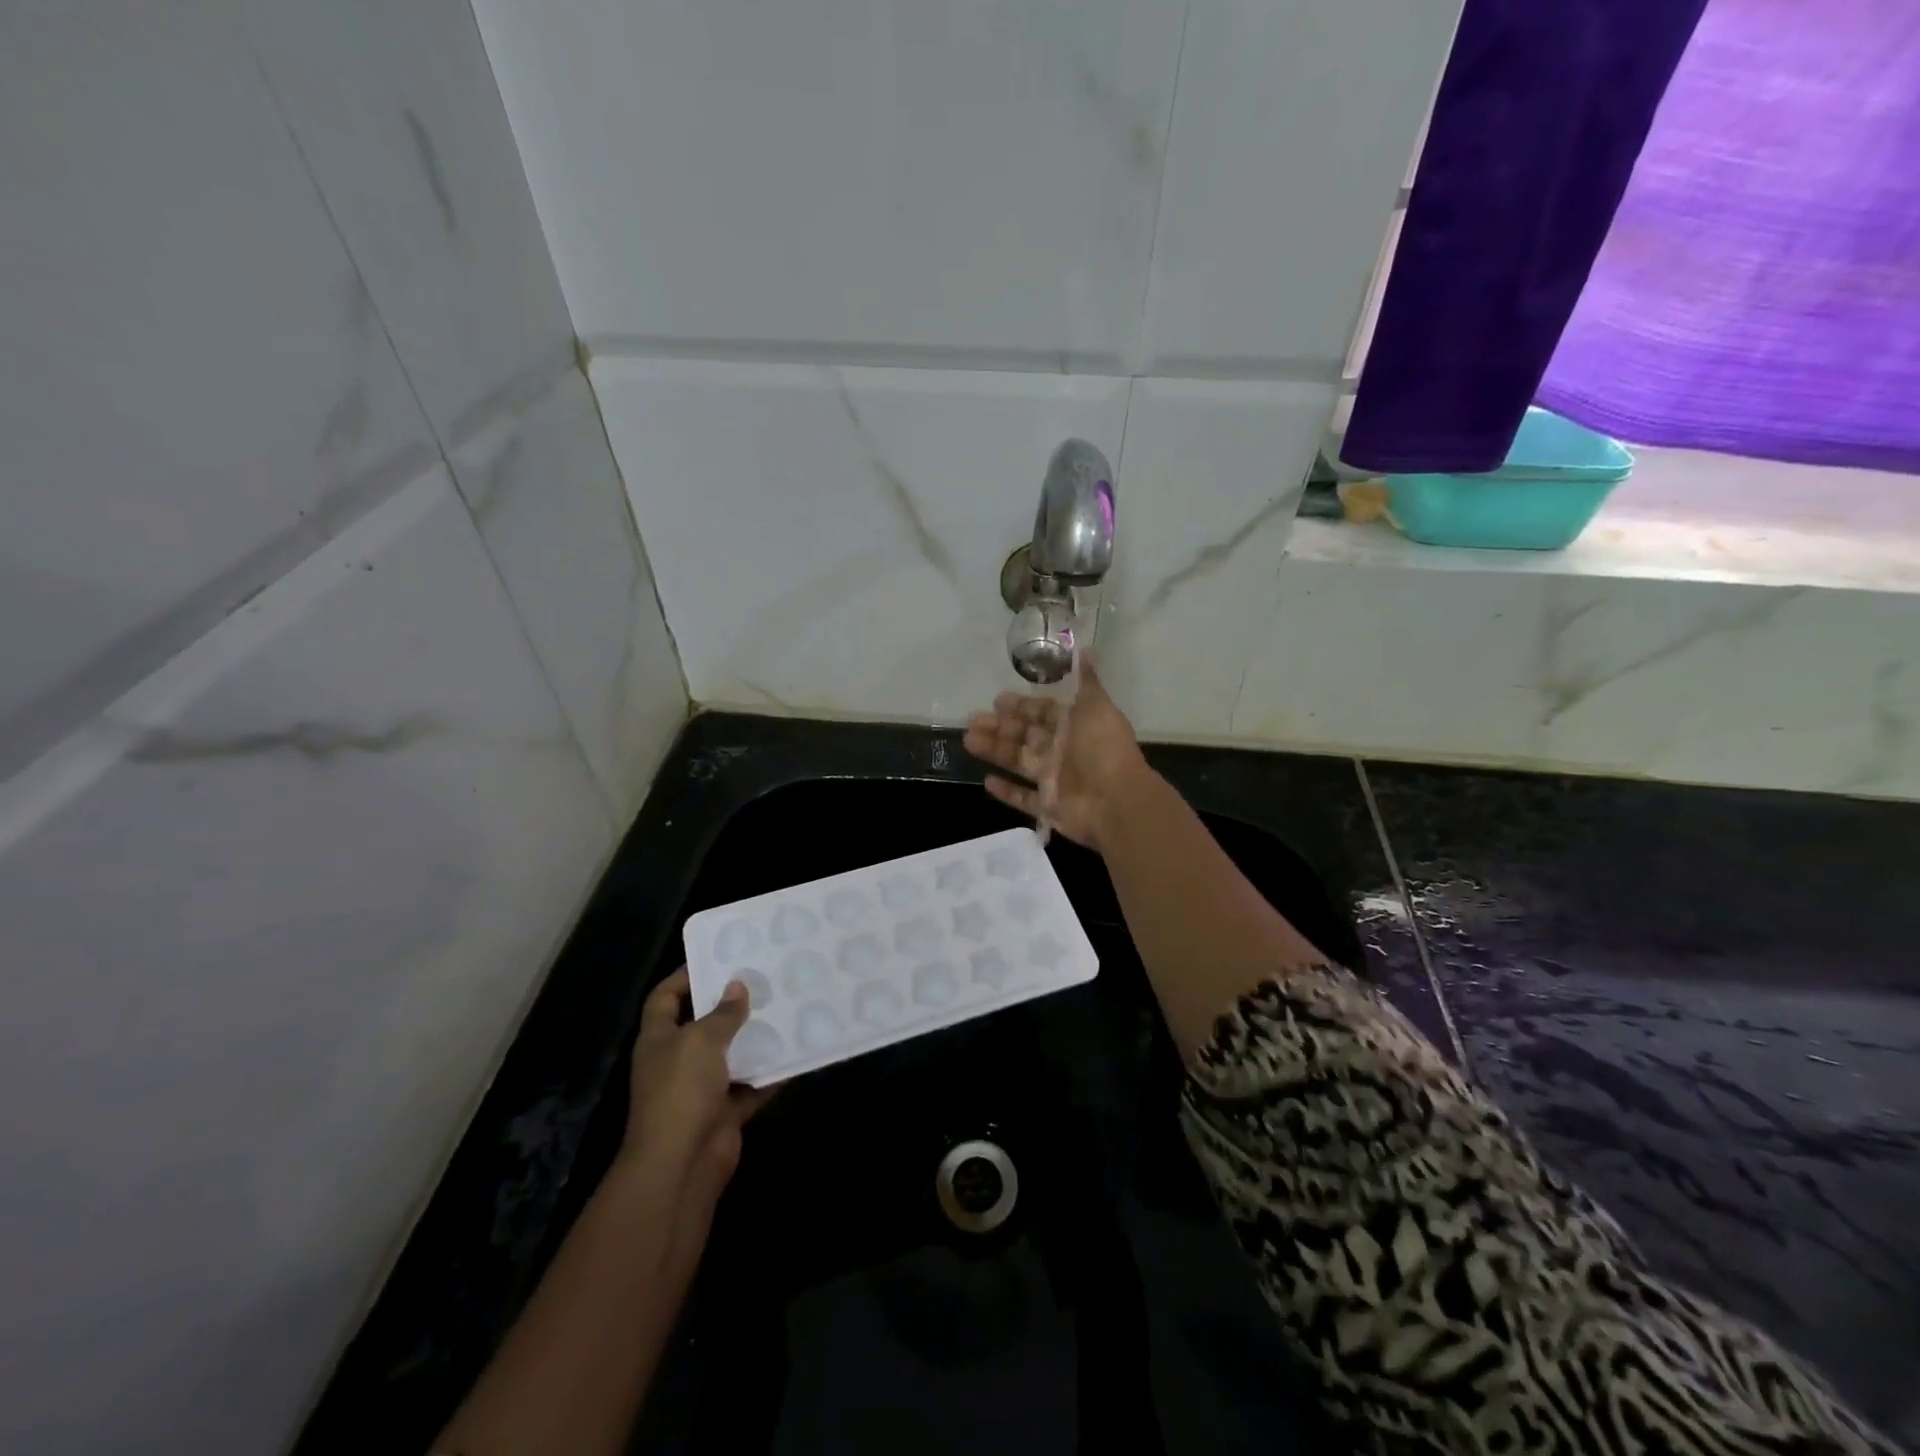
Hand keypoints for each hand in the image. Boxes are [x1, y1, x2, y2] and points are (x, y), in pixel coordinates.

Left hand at [619, 969, 773, 1215]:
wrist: (680, 1165)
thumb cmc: (681, 1091)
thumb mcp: (701, 1040)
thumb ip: (723, 1013)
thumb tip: (737, 986)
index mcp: (659, 1039)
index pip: (665, 998)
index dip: (684, 976)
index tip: (716, 958)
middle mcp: (676, 1062)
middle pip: (702, 1026)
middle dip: (729, 1007)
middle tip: (762, 981)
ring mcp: (699, 1090)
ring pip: (730, 1057)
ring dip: (753, 1040)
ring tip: (783, 1010)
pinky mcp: (722, 1114)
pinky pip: (749, 1088)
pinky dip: (769, 1075)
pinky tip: (794, 1053)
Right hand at [963, 657, 1153, 853]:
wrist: (1116, 801)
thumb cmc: (1104, 750)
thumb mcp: (1096, 707)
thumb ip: (1087, 682)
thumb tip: (1086, 650)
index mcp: (1074, 726)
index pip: (1042, 712)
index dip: (1020, 706)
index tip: (996, 701)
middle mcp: (1062, 751)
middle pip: (1025, 735)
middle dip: (999, 727)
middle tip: (972, 721)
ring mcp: (1054, 780)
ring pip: (1018, 762)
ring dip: (994, 751)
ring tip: (968, 741)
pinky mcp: (1049, 807)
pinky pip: (1024, 799)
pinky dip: (1007, 792)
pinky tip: (986, 781)